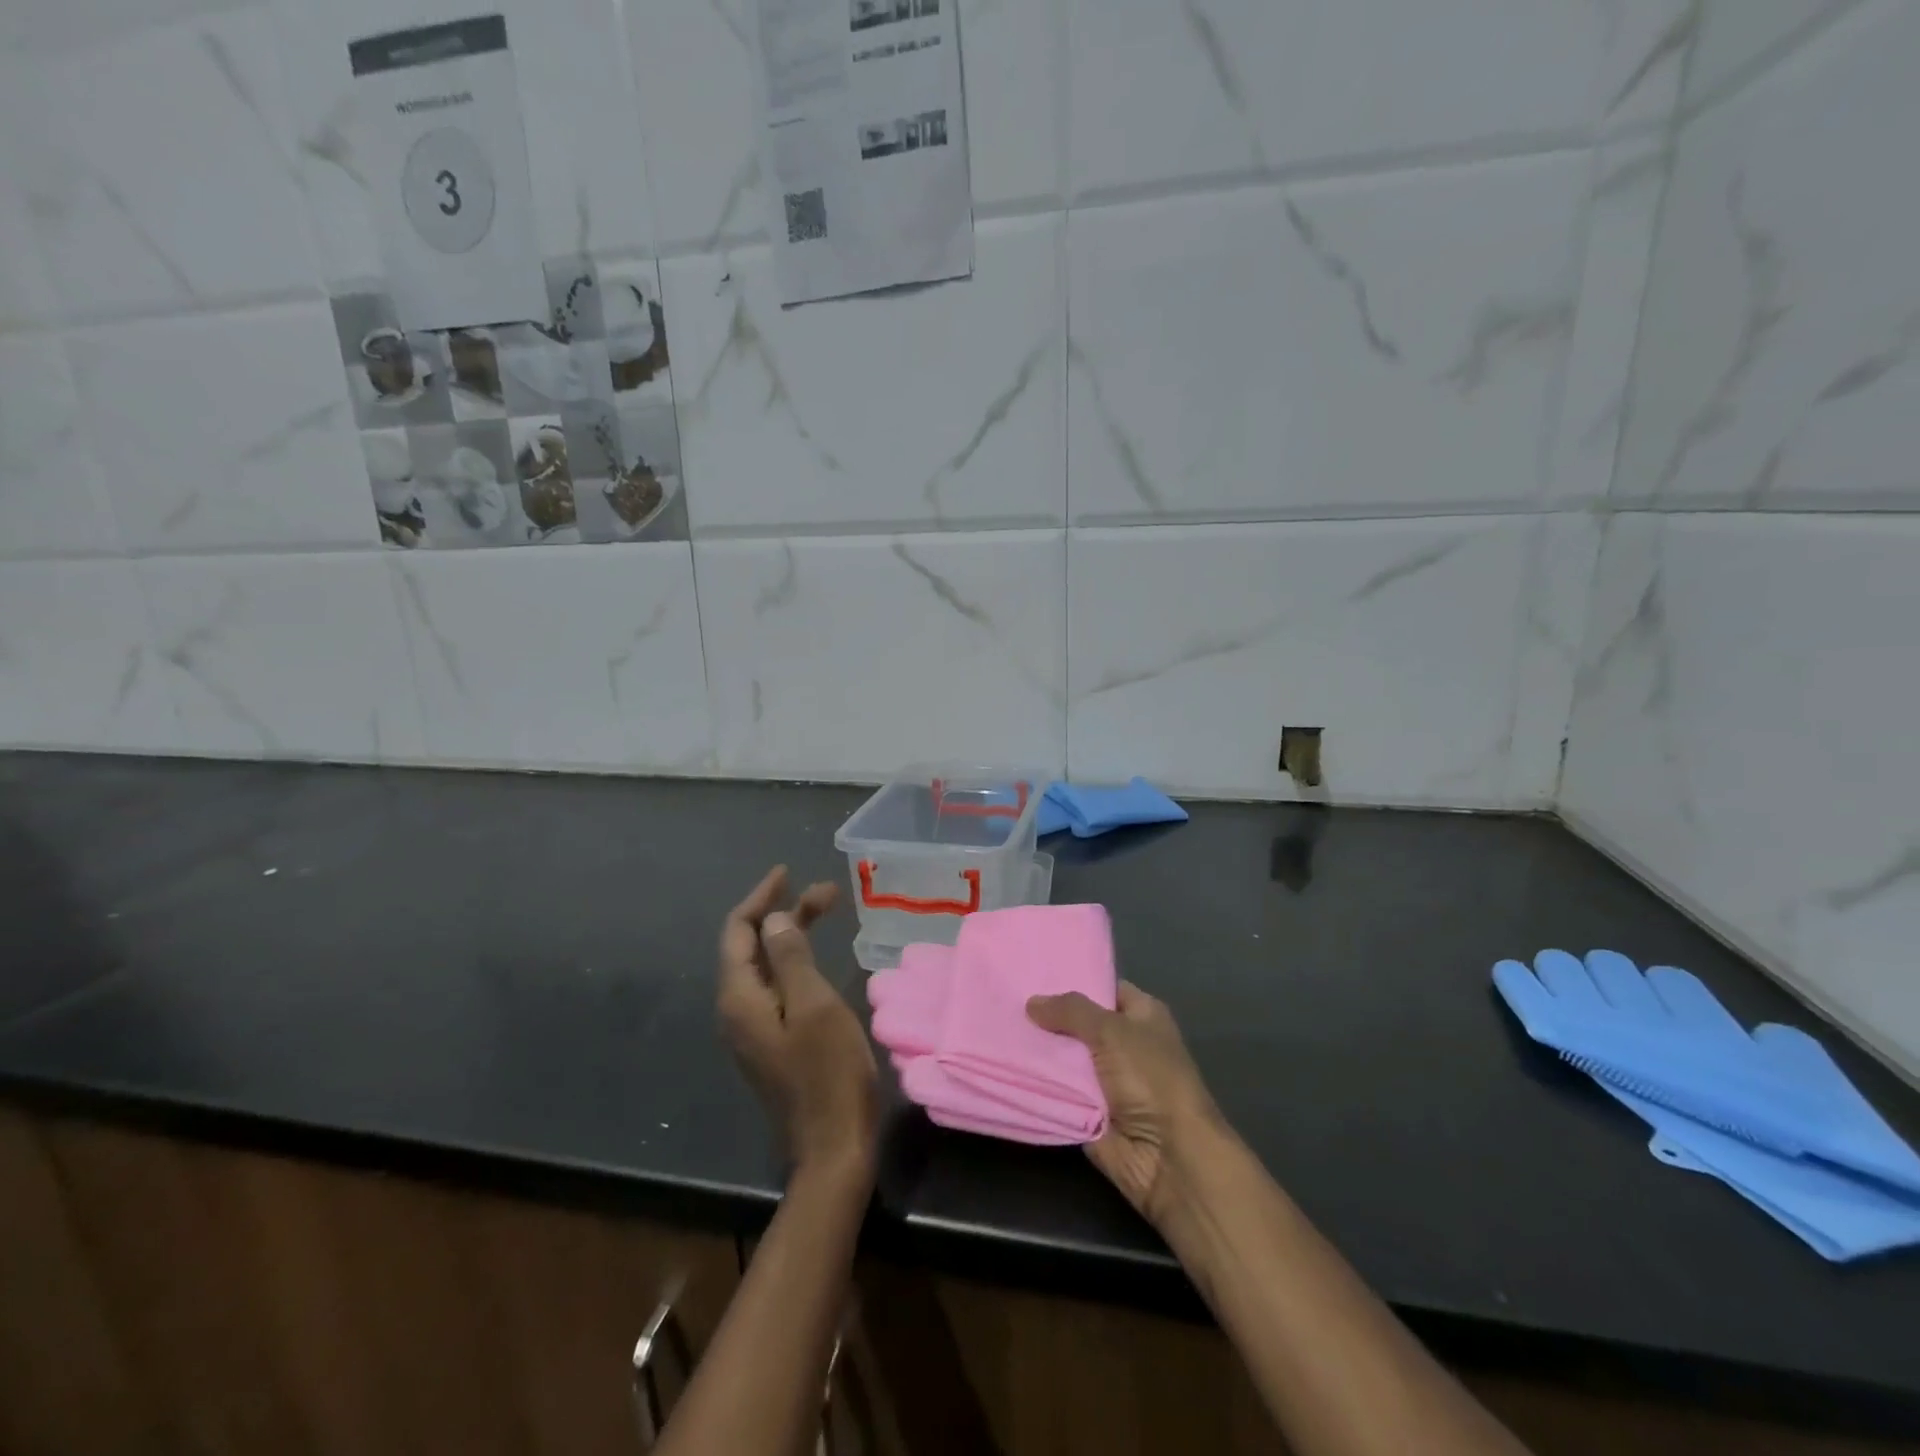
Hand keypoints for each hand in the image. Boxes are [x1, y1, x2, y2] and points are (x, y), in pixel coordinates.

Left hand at [718, 866, 878, 1186]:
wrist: (833, 1146)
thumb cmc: (828, 1071)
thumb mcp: (814, 1005)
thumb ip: (790, 957)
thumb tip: (773, 919)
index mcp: (740, 998)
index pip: (739, 932)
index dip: (761, 897)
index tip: (788, 872)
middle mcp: (736, 1010)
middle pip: (751, 946)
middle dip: (784, 913)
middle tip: (828, 893)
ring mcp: (752, 1029)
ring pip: (765, 966)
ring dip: (791, 934)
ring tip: (828, 912)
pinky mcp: (770, 1041)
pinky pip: (775, 987)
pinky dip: (794, 960)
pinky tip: (816, 957)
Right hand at [1027, 982, 1227, 1227]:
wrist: (1167, 1156)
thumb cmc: (1150, 1078)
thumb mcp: (1112, 1031)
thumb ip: (1071, 1011)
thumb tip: (1032, 1002)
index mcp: (1141, 1015)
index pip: (1103, 988)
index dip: (1072, 980)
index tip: (1032, 972)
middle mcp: (1124, 1043)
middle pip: (1078, 1023)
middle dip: (1046, 1015)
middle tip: (1006, 998)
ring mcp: (1105, 1079)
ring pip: (1063, 1056)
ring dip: (1037, 1050)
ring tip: (997, 1026)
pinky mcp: (1088, 1111)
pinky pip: (1057, 1090)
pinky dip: (1036, 1082)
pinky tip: (1003, 1062)